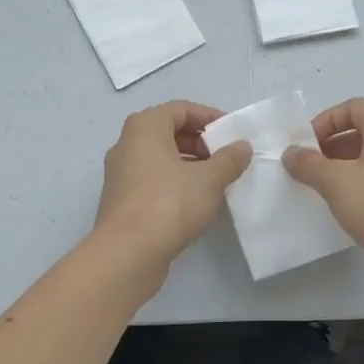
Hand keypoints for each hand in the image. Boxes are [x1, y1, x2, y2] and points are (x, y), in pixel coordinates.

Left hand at [93, 101, 252, 286]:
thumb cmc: (168, 204)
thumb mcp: (209, 180)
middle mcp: (128, 144)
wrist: (126, 254)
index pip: (181, 109)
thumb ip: (229, 159)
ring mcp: (121, 173)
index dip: (210, 117)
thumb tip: (242, 146)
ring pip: (162, 158)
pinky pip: (154, 180)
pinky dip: (176, 183)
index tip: (233, 133)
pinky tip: (197, 202)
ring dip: (191, 165)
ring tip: (218, 181)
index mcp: (145, 127)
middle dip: (202, 142)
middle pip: (170, 132)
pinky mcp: (122, 200)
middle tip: (227, 158)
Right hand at [282, 98, 363, 299]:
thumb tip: (291, 153)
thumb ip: (309, 164)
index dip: (326, 120)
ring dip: (342, 168)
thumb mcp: (335, 181)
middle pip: (361, 132)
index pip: (353, 107)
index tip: (307, 145)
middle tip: (309, 167)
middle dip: (331, 146)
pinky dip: (358, 187)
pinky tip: (344, 208)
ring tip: (321, 189)